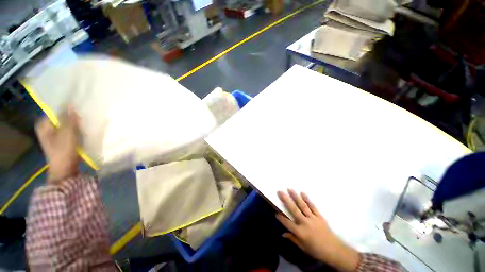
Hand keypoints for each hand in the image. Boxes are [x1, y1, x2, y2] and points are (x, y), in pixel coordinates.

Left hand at [35, 108, 79, 183]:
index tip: (78, 107)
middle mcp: (46, 128)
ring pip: (65, 124)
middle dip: (71, 116)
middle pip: (60, 118)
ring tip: (83, 122)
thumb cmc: (63, 150)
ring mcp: (53, 135)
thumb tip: (71, 105)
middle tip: (82, 116)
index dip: (66, 108)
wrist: (64, 169)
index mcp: (43, 125)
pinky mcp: (61, 140)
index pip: (55, 111)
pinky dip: (74, 130)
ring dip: (74, 124)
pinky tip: (82, 130)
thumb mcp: (67, 133)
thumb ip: (69, 119)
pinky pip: (68, 131)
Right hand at [276, 189, 359, 271]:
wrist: (335, 250)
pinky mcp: (319, 216)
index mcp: (300, 232)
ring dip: (295, 196)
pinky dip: (307, 199)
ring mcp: (312, 218)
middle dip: (285, 200)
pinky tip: (302, 193)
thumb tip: (282, 234)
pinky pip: (312, 206)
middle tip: (280, 191)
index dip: (281, 218)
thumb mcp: (304, 248)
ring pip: (302, 205)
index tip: (275, 211)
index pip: (287, 223)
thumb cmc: (317, 250)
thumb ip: (293, 239)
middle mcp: (305, 223)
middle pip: (293, 209)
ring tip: (289, 189)